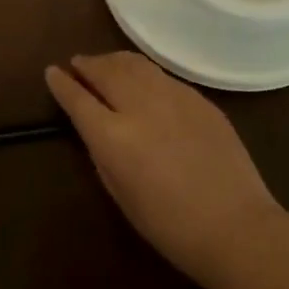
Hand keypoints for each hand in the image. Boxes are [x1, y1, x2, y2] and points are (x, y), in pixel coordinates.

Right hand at [44, 52, 286, 284]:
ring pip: (135, 64)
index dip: (61, 84)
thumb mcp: (120, 194)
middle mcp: (140, 107)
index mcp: (113, 137)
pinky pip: (163, 77)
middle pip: (106, 71)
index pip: (78, 99)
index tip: (52, 72)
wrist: (236, 226)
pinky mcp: (199, 99)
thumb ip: (102, 154)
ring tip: (106, 64)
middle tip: (78, 64)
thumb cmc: (170, 226)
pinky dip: (144, 73)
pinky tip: (143, 81)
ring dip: (114, 61)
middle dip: (88, 65)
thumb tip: (97, 129)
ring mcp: (174, 97)